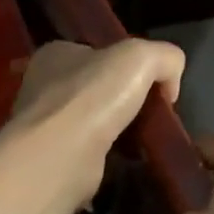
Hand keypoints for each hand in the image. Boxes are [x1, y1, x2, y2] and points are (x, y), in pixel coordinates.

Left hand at [6, 40, 185, 208]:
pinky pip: (89, 153)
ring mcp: (45, 126)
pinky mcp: (52, 160)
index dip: (127, 65)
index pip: (97, 53)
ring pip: (93, 122)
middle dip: (123, 100)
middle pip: (96, 88)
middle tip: (151, 114)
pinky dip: (109, 157)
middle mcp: (44, 86)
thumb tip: (169, 86)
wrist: (61, 157)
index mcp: (56, 54)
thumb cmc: (94, 96)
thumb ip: (165, 58)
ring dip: (116, 130)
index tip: (151, 84)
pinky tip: (127, 161)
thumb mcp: (142, 56)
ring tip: (144, 140)